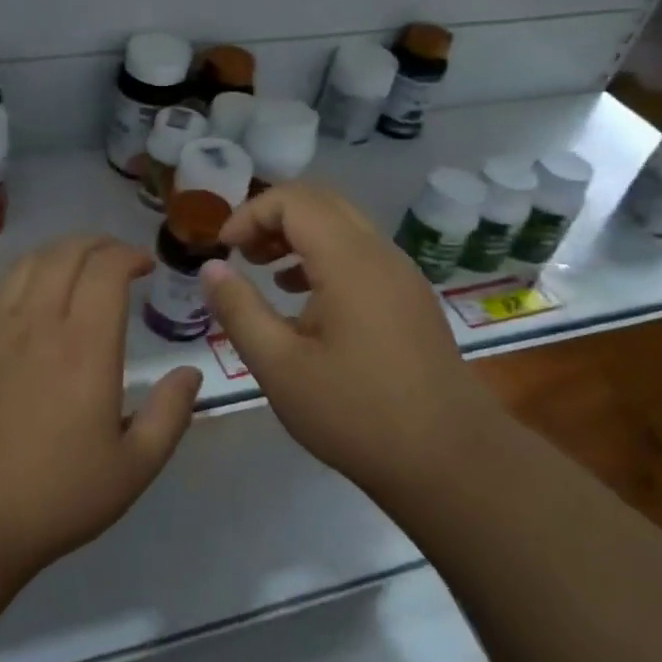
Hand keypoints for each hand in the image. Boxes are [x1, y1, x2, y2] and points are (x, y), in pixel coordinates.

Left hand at [0, 235, 202, 573]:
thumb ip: (169, 415)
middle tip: (118, 259)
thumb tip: (191, 373)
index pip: (106, 269)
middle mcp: (39, 323)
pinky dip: (25, 271)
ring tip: (79, 265)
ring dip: (61, 251)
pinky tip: (33, 290)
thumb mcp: (133, 468)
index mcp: (85, 347)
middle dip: (98, 243)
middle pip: (66, 253)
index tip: (145, 267)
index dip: (128, 255)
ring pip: (29, 261)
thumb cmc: (56, 496)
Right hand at [202, 182, 498, 494]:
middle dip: (273, 217)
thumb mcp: (279, 366)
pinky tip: (303, 301)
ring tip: (265, 272)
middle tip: (240, 253)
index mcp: (350, 261)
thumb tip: (212, 267)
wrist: (450, 462)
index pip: (294, 200)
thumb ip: (239, 310)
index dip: (250, 213)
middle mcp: (381, 255)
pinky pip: (361, 255)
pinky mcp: (410, 301)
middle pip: (322, 202)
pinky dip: (323, 258)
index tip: (222, 250)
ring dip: (299, 236)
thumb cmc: (356, 413)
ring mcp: (402, 277)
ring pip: (344, 227)